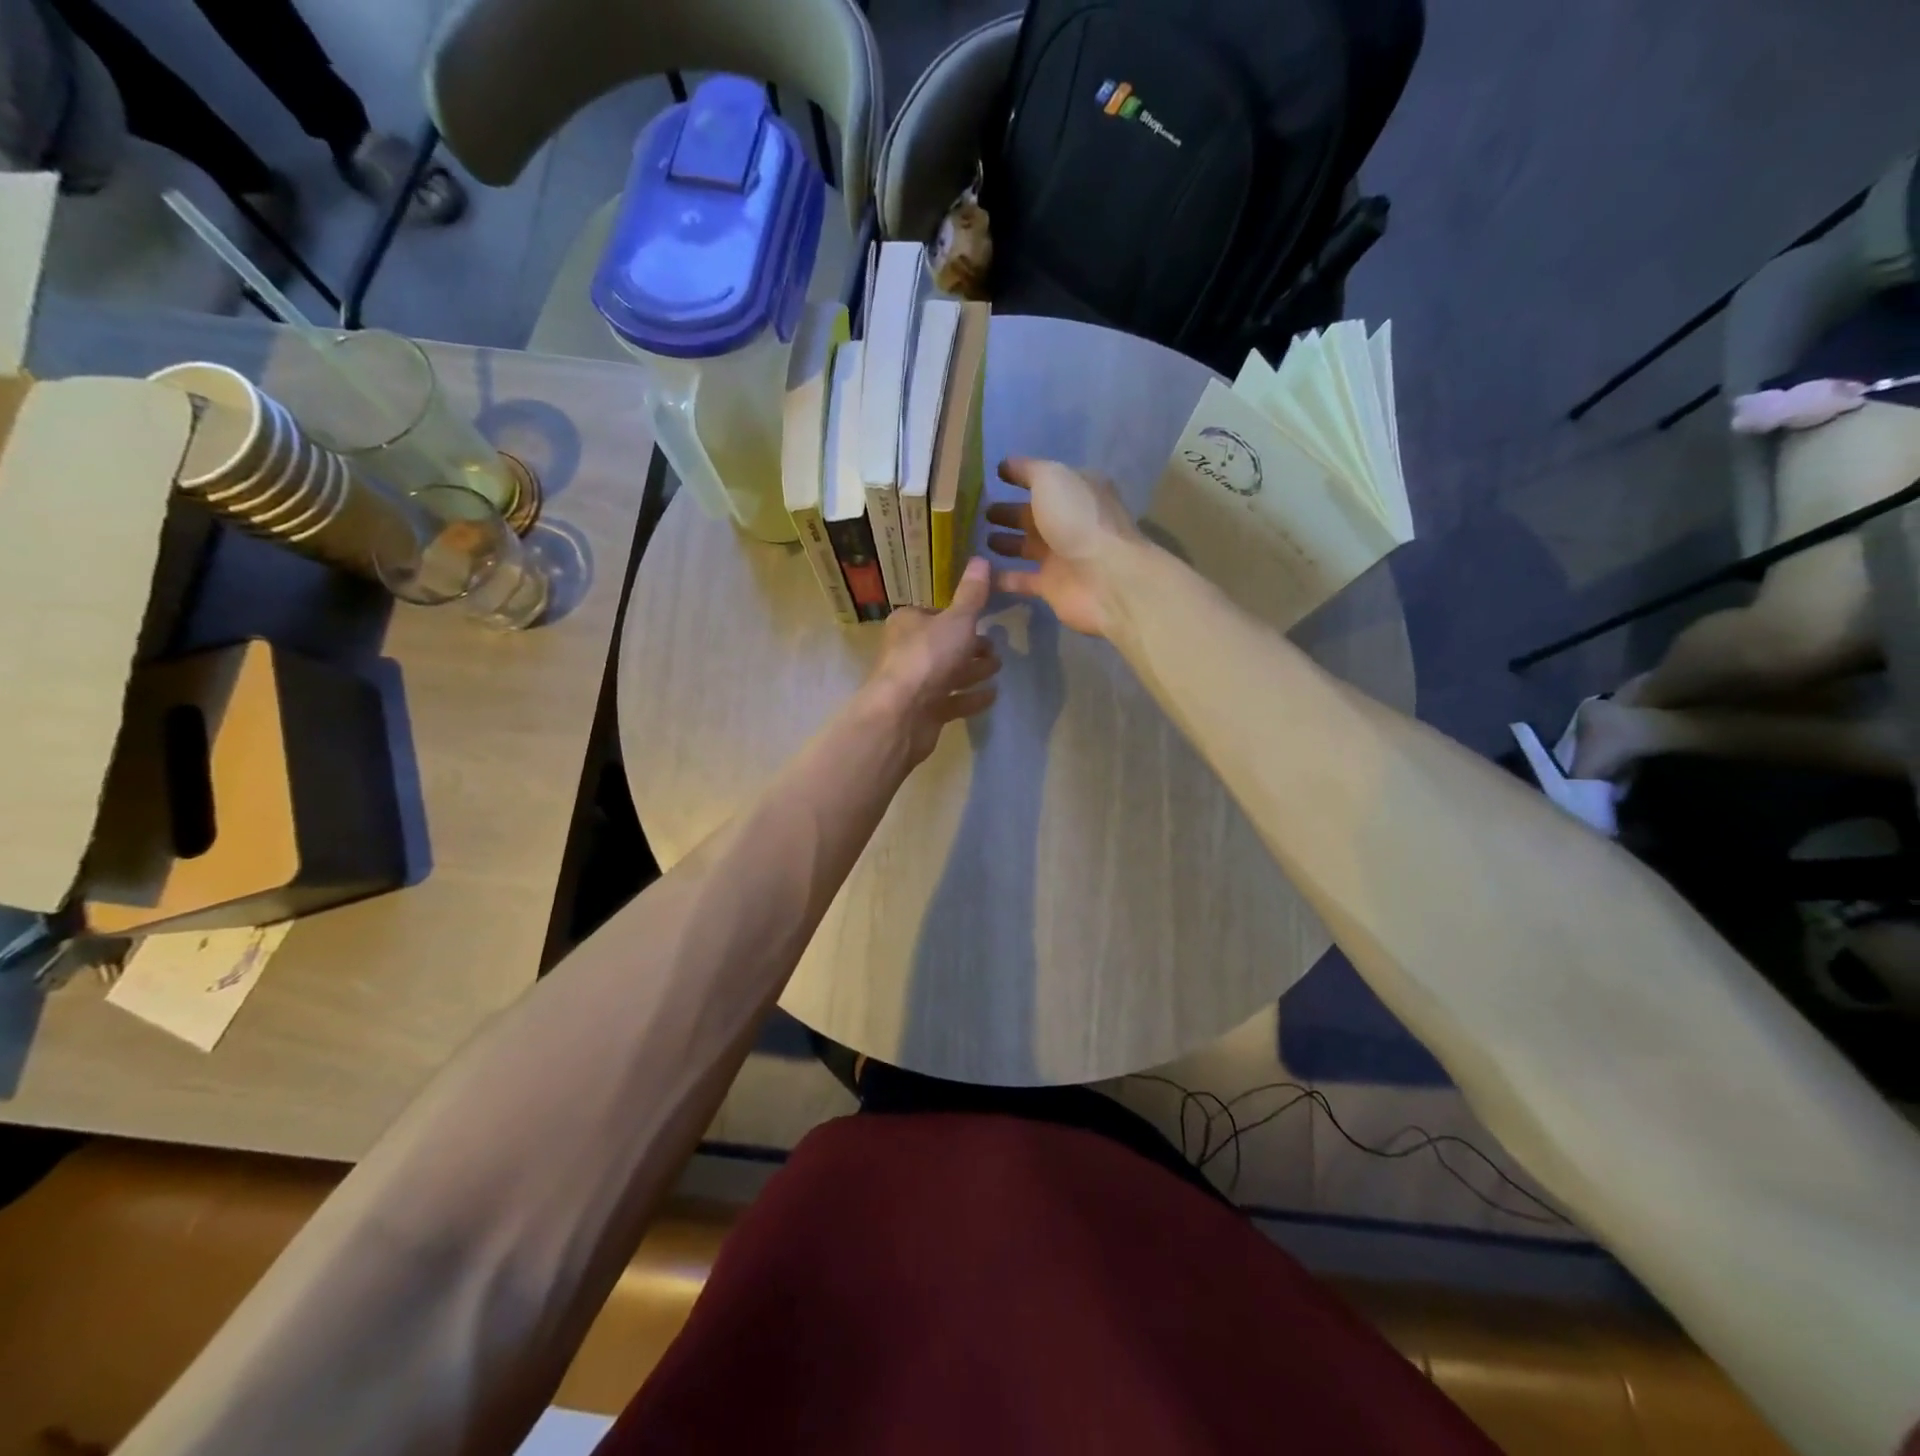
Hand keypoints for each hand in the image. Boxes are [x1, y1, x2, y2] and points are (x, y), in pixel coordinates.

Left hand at [864, 557, 1001, 763]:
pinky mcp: (923, 712)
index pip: (935, 614)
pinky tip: (992, 696)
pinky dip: (970, 698)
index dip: (958, 617)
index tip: (982, 621)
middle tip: (995, 649)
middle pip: (943, 645)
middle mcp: (907, 651)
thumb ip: (972, 595)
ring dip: (973, 671)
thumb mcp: (957, 620)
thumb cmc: (928, 657)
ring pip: (948, 673)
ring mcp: (914, 684)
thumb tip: (981, 558)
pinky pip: (951, 701)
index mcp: (908, 623)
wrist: (902, 713)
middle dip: (970, 646)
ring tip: (998, 669)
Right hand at [984, 457, 1142, 638]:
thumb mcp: (1052, 479)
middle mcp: (1071, 522)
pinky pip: (1020, 579)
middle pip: (1033, 515)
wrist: (1104, 578)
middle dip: (1008, 513)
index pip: (1045, 480)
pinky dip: (1001, 577)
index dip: (1021, 476)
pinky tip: (977, 572)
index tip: (994, 476)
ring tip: (976, 539)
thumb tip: (1006, 465)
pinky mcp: (1051, 586)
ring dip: (1005, 543)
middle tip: (980, 513)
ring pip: (1027, 546)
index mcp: (1077, 491)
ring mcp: (1062, 556)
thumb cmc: (1078, 519)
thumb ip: (1028, 470)